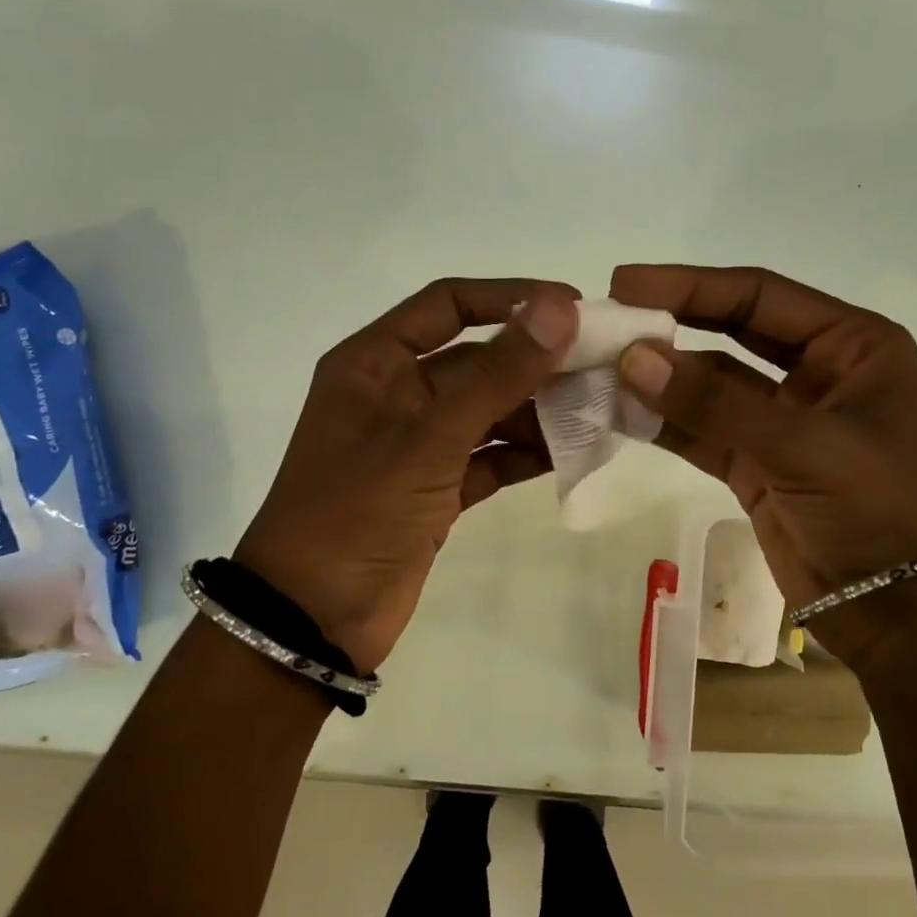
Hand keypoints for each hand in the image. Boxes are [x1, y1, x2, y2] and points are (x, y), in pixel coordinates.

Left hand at [235, 279, 579, 673]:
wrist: (313, 620)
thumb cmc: (358, 511)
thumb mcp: (429, 437)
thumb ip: (498, 374)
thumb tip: (560, 309)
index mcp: (375, 363)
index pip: (449, 304)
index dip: (511, 297)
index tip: (573, 306)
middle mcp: (397, 393)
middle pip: (478, 359)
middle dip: (536, 360)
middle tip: (603, 363)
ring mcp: (419, 444)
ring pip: (489, 410)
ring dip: (538, 409)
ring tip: (598, 408)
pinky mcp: (437, 488)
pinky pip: (490, 456)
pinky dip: (526, 453)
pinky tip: (573, 451)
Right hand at [609, 264, 916, 660]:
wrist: (909, 615)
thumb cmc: (881, 511)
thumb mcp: (803, 445)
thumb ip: (715, 401)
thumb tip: (633, 358)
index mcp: (852, 345)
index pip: (759, 296)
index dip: (689, 285)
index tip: (624, 284)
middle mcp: (818, 372)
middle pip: (731, 331)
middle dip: (671, 324)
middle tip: (606, 320)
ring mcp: (785, 422)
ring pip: (711, 385)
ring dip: (661, 378)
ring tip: (599, 369)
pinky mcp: (758, 466)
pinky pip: (703, 432)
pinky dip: (665, 422)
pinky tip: (621, 413)